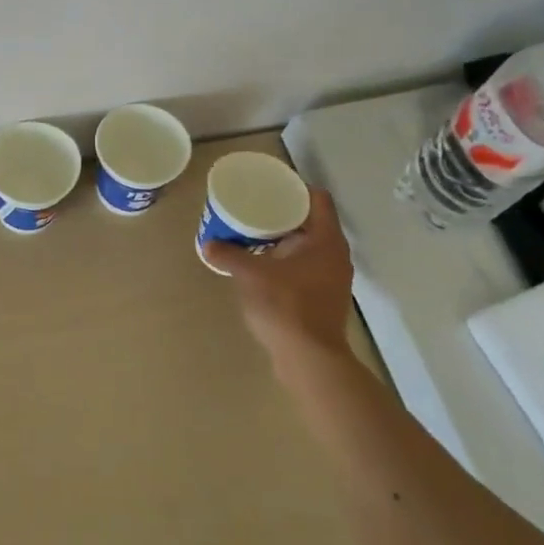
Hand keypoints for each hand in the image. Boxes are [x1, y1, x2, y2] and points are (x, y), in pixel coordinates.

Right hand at [207, 189, 357, 375]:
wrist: (309, 358)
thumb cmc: (285, 306)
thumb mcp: (250, 275)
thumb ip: (229, 255)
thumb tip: (208, 245)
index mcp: (326, 240)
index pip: (318, 199)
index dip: (296, 188)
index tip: (271, 186)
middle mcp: (335, 255)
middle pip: (312, 222)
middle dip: (284, 214)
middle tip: (256, 208)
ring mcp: (332, 279)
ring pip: (308, 247)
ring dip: (284, 240)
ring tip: (254, 235)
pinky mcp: (324, 298)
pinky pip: (305, 268)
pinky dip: (286, 262)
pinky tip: (263, 267)